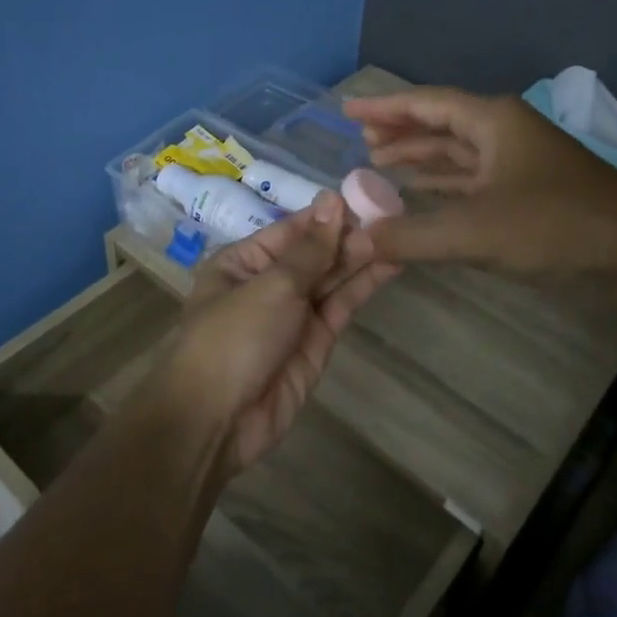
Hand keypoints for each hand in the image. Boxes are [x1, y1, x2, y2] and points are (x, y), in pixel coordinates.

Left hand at [158, 193, 397, 474]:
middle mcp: (268, 284)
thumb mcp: (271, 285)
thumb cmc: (233, 337)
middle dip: (349, 236)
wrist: (216, 421)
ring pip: (332, 279)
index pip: (292, 230)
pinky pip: (340, 307)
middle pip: (314, 253)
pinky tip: (390, 266)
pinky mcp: (315, 344)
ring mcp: (293, 315)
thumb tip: (332, 200)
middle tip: (394, 215)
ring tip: (400, 233)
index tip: (367, 196)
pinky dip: (363, 287)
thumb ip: (311, 249)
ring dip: (362, 258)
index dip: (328, 215)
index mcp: (244, 262)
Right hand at [340, 87, 616, 272]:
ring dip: (420, 156)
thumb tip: (356, 239)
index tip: (348, 111)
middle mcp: (504, 131)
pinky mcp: (529, 189)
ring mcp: (519, 160)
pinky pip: (473, 176)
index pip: (426, 104)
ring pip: (458, 151)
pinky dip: (444, 182)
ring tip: (379, 162)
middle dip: (400, 131)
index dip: (384, 108)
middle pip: (441, 123)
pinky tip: (422, 193)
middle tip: (360, 140)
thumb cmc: (553, 225)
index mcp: (492, 121)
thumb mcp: (473, 231)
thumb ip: (409, 236)